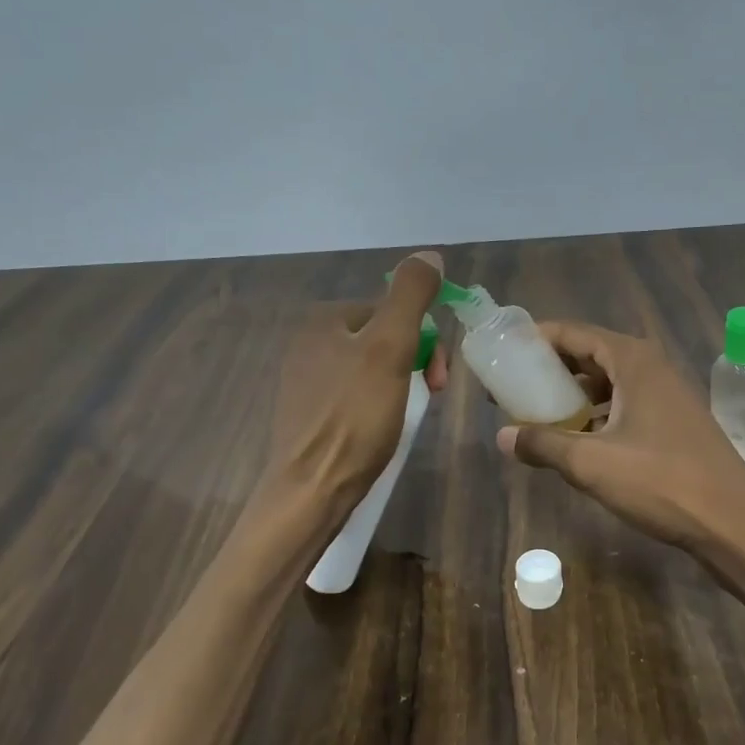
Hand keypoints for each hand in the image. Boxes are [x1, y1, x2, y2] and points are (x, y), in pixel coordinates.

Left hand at [265, 251, 447, 513]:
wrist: (312, 490)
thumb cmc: (355, 417)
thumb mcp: (391, 348)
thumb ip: (410, 297)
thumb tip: (430, 254)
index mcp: (323, 320)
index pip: (391, 311)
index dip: (424, 340)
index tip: (439, 379)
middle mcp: (307, 342)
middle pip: (382, 339)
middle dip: (414, 363)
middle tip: (431, 397)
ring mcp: (304, 380)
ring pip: (371, 369)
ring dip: (400, 385)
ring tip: (406, 417)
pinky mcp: (308, 414)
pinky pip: (355, 396)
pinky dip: (377, 406)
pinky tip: (381, 430)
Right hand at [494, 321, 744, 550]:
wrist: (733, 522)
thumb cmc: (661, 482)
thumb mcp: (592, 463)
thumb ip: (544, 444)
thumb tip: (503, 436)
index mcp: (633, 361)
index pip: (573, 333)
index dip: (535, 339)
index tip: (502, 352)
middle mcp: (651, 367)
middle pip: (590, 354)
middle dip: (550, 368)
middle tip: (512, 386)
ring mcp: (666, 394)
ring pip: (608, 382)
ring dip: (573, 393)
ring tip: (537, 412)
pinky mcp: (674, 421)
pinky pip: (625, 403)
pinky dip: (597, 413)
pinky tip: (578, 438)